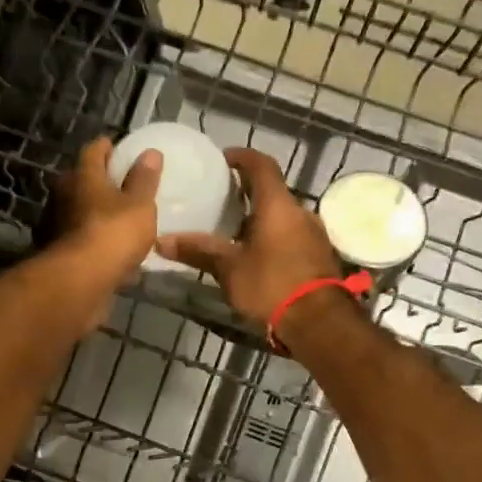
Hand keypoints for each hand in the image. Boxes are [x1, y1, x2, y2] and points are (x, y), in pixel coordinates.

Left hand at [52, 137, 161, 289]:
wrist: (80, 281)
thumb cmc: (113, 233)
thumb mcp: (140, 204)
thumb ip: (144, 180)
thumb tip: (150, 153)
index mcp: (82, 176)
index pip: (93, 150)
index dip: (107, 147)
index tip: (119, 148)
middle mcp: (63, 194)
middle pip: (82, 179)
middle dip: (100, 180)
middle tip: (123, 184)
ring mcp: (56, 224)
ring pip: (79, 209)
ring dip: (95, 211)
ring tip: (120, 217)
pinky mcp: (58, 251)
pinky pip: (80, 236)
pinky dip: (93, 236)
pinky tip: (109, 247)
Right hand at [156, 148, 340, 327]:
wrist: (320, 323)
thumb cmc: (272, 285)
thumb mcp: (229, 269)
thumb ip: (198, 251)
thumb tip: (161, 240)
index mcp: (277, 205)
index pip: (261, 165)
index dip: (242, 157)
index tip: (223, 159)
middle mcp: (300, 212)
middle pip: (272, 192)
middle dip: (248, 192)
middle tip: (221, 200)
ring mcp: (314, 235)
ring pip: (283, 217)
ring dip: (261, 219)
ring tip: (234, 231)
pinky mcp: (319, 257)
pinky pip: (292, 236)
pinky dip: (273, 238)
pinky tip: (256, 256)